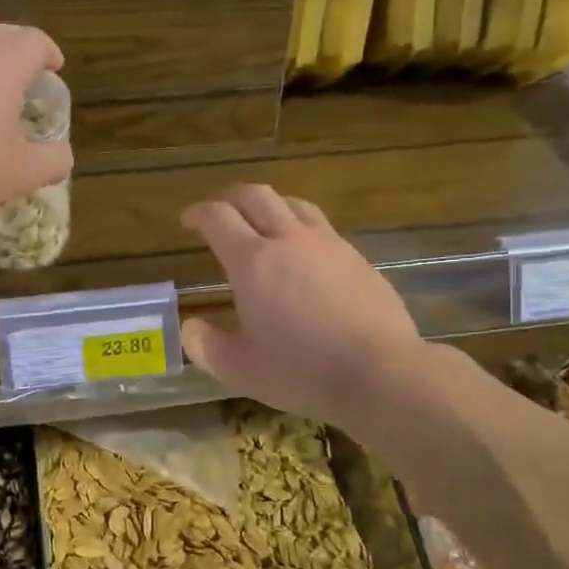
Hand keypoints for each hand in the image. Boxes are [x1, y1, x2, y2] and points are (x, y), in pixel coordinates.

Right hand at [181, 185, 429, 433]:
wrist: (381, 372)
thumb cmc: (302, 371)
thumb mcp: (240, 369)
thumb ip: (206, 345)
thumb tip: (190, 327)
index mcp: (253, 262)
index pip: (218, 217)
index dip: (198, 213)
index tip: (188, 220)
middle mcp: (289, 240)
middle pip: (256, 195)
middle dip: (231, 198)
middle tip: (221, 214)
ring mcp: (328, 244)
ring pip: (293, 204)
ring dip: (270, 206)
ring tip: (263, 224)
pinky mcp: (357, 257)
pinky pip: (322, 227)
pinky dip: (301, 228)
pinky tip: (305, 254)